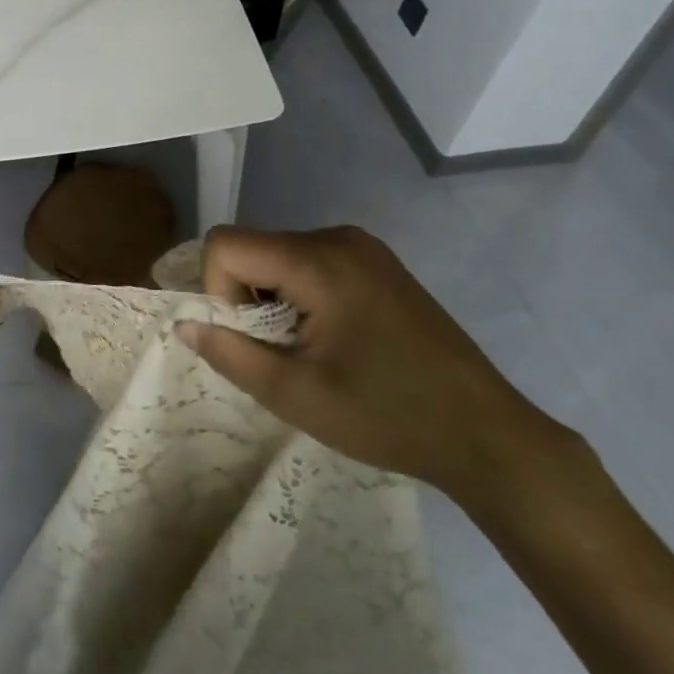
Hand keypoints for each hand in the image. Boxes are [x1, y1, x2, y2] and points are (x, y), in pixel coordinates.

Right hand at [178, 226, 568, 502]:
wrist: (488, 435)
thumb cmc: (387, 416)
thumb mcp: (295, 395)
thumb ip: (230, 354)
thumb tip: (185, 325)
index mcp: (318, 260)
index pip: (226, 244)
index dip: (217, 291)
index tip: (250, 339)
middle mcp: (338, 237)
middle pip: (253, 247)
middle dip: (245, 296)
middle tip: (278, 351)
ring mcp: (364, 247)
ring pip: (280, 254)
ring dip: (272, 297)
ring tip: (307, 349)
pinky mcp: (379, 263)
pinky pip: (312, 261)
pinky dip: (300, 292)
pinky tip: (333, 338)